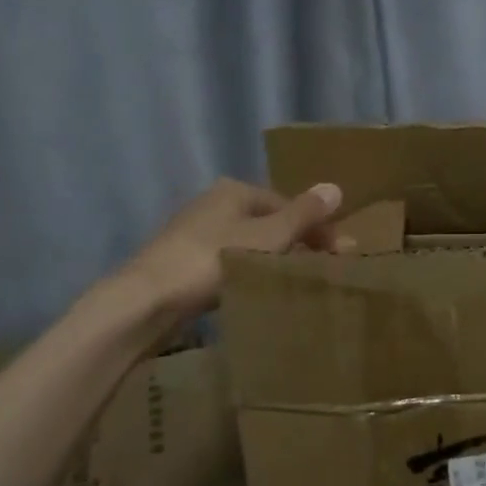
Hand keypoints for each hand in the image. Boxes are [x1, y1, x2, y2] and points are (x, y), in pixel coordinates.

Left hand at [109, 177, 343, 322]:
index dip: (317, 226)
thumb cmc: (212, 259)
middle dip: (297, 241)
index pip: (289, 204)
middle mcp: (214, 203)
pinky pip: (229, 260)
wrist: (147, 300)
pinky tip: (256, 288)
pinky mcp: (182, 261)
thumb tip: (336, 186)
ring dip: (273, 257)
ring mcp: (194, 232)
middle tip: (322, 268)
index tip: (339, 254)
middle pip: (269, 221)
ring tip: (294, 281)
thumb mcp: (268, 236)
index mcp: (235, 190)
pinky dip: (249, 269)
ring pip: (249, 241)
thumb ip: (304, 214)